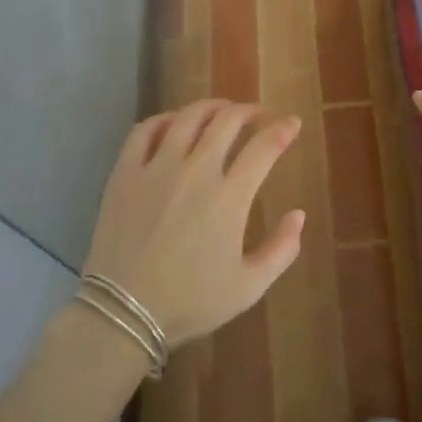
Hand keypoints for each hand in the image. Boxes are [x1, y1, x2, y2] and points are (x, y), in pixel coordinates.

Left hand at [83, 99, 304, 346]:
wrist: (123, 314)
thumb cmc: (190, 302)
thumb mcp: (249, 287)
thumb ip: (282, 249)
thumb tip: (299, 214)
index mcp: (229, 198)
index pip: (264, 147)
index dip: (283, 130)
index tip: (292, 123)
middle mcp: (195, 172)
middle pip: (227, 121)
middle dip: (247, 111)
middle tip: (255, 114)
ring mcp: (156, 168)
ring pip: (188, 118)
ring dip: (210, 107)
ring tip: (220, 109)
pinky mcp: (124, 173)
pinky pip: (145, 131)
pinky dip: (164, 119)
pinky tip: (173, 123)